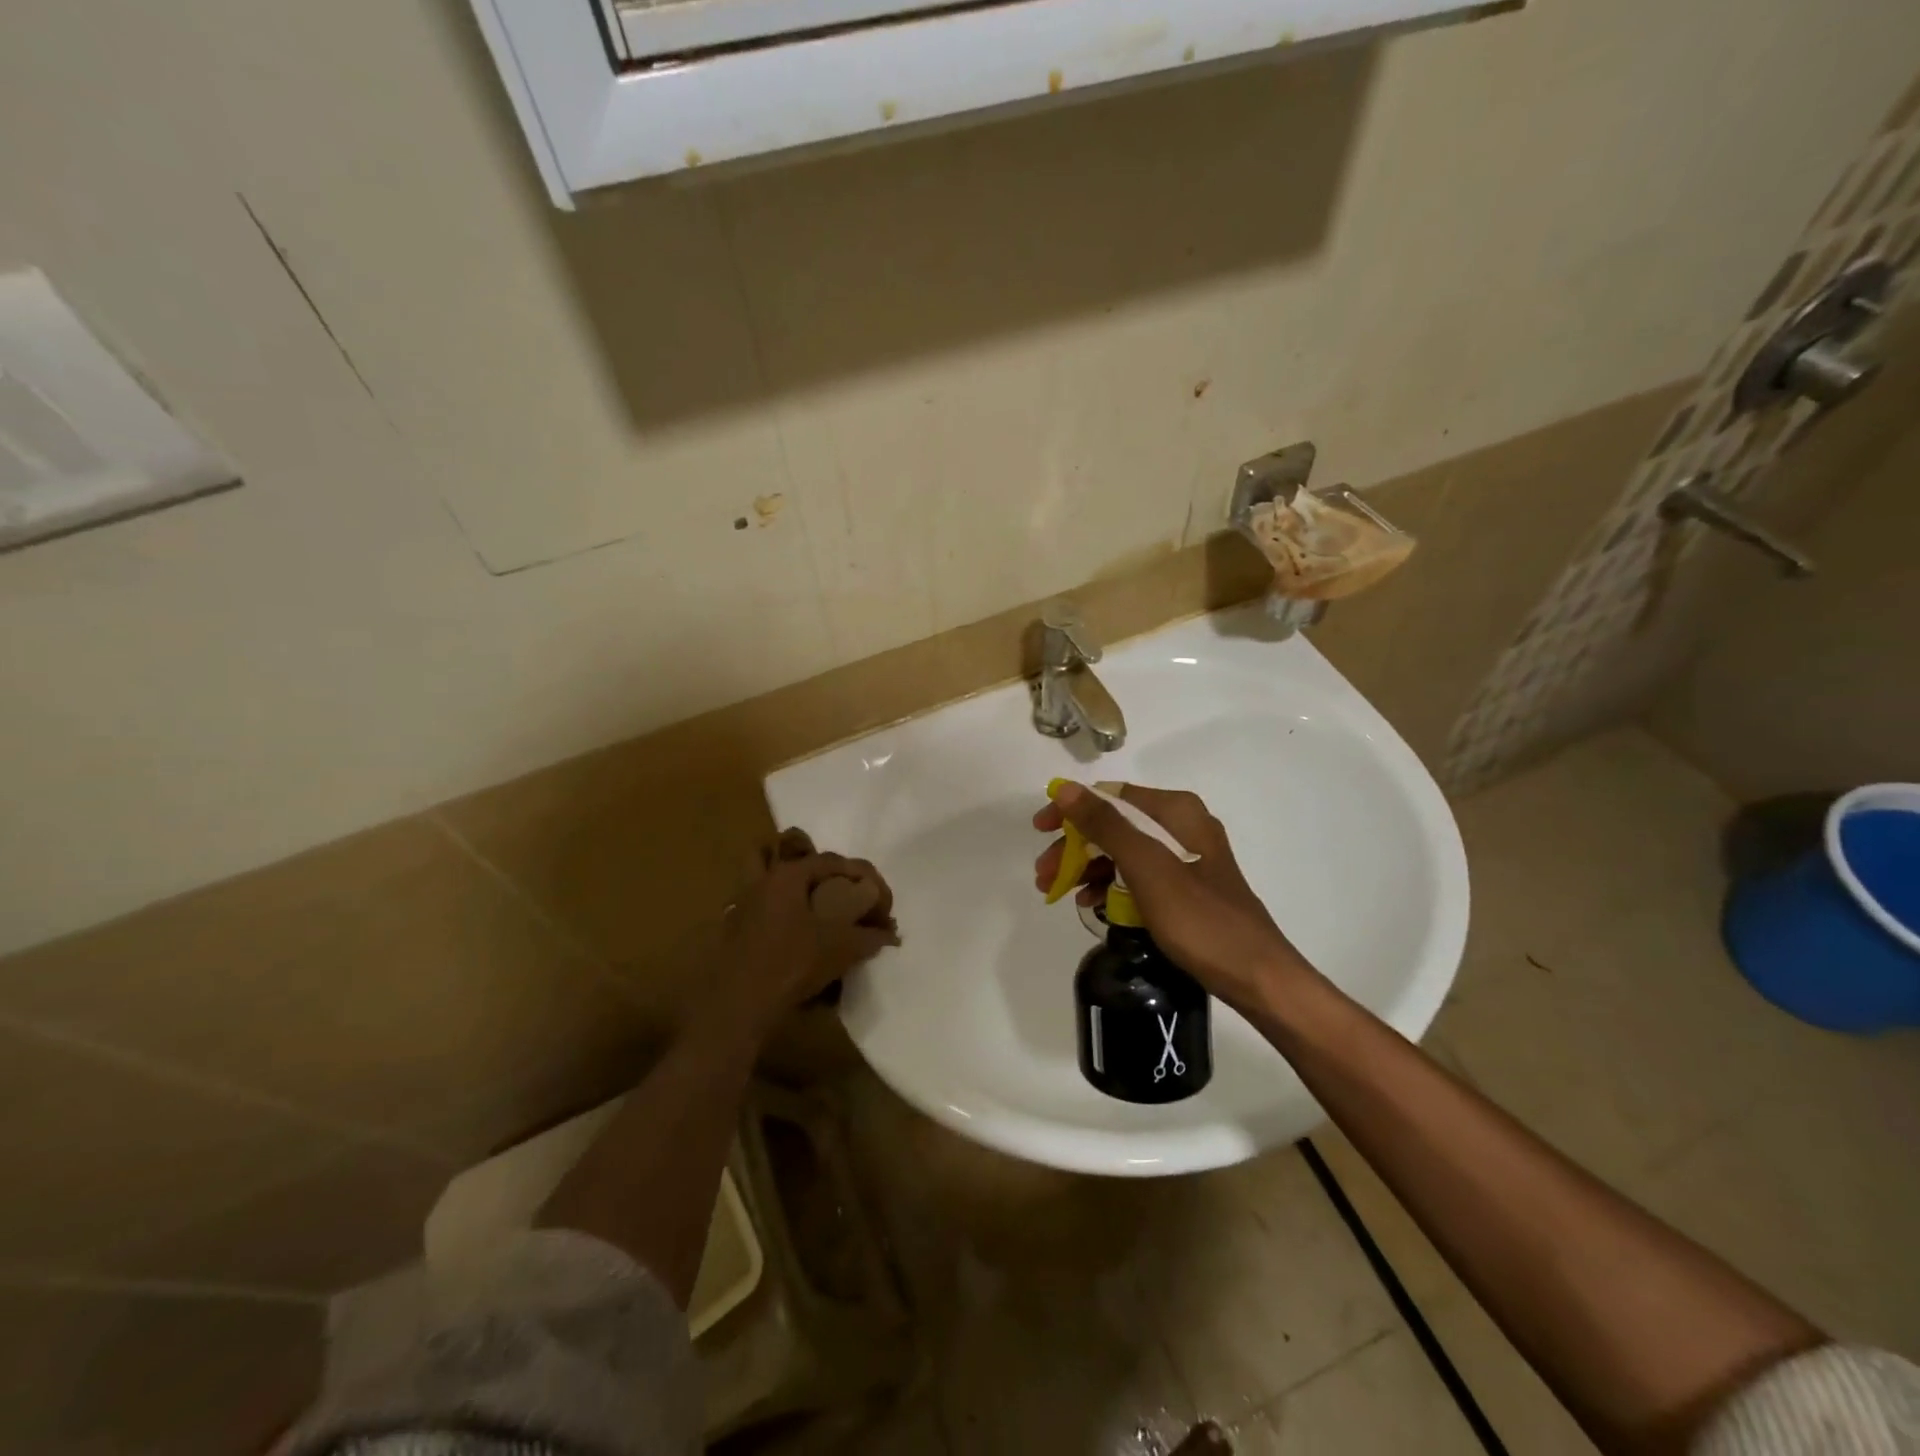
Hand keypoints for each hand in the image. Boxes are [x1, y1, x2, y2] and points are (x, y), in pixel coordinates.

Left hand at [718, 853, 899, 1034]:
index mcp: (787, 875)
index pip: (833, 861)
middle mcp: (762, 881)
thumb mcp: (840, 948)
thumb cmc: (791, 965)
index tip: (881, 900)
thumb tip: (890, 934)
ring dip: (791, 884)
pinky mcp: (734, 928)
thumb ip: (869, 936)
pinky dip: (777, 909)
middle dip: (824, 871)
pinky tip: (792, 932)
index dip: (863, 876)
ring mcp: (743, 903)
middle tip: (846, 893)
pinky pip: (760, 904)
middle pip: (795, 860)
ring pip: (766, 875)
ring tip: (814, 903)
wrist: (738, 1005)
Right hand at [1033, 781, 1314, 1008]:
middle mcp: (1182, 825)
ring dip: (1089, 867)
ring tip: (1058, 893)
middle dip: (1076, 846)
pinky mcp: (1186, 885)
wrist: (1256, 975)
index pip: (1110, 796)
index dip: (1071, 811)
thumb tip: (1067, 789)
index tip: (1039, 832)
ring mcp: (1186, 856)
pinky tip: (1091, 903)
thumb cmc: (1199, 918)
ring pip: (1123, 851)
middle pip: (1115, 824)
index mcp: (1176, 811)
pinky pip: (1138, 874)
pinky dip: (1112, 884)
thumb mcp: (1146, 868)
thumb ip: (1106, 825)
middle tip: (1044, 875)